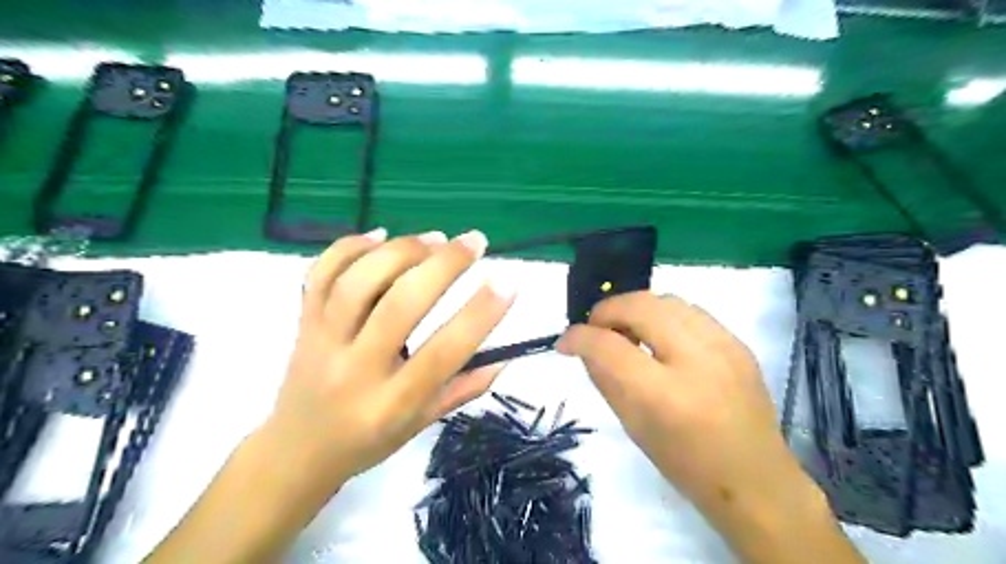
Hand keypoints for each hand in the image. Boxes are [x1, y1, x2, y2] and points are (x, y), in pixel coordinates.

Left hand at [260, 228, 518, 495]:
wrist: (296, 450)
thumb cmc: (368, 441)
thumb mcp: (422, 424)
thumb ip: (465, 389)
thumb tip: (506, 355)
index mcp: (391, 404)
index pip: (441, 354)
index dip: (478, 316)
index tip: (507, 283)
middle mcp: (354, 370)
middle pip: (399, 305)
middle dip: (443, 265)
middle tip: (475, 242)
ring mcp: (322, 342)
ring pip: (358, 282)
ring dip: (401, 251)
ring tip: (434, 238)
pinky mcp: (304, 322)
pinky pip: (321, 274)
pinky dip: (351, 246)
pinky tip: (381, 235)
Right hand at [558, 293, 834, 543]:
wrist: (756, 481)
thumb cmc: (686, 465)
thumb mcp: (633, 427)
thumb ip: (605, 379)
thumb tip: (585, 346)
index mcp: (665, 395)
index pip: (609, 347)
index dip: (579, 337)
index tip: (565, 342)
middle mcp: (696, 360)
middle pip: (640, 306)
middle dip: (607, 310)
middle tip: (596, 328)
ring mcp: (724, 347)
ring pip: (666, 300)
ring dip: (636, 309)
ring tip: (628, 331)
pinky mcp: (739, 343)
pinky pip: (691, 311)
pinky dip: (664, 316)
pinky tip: (660, 337)